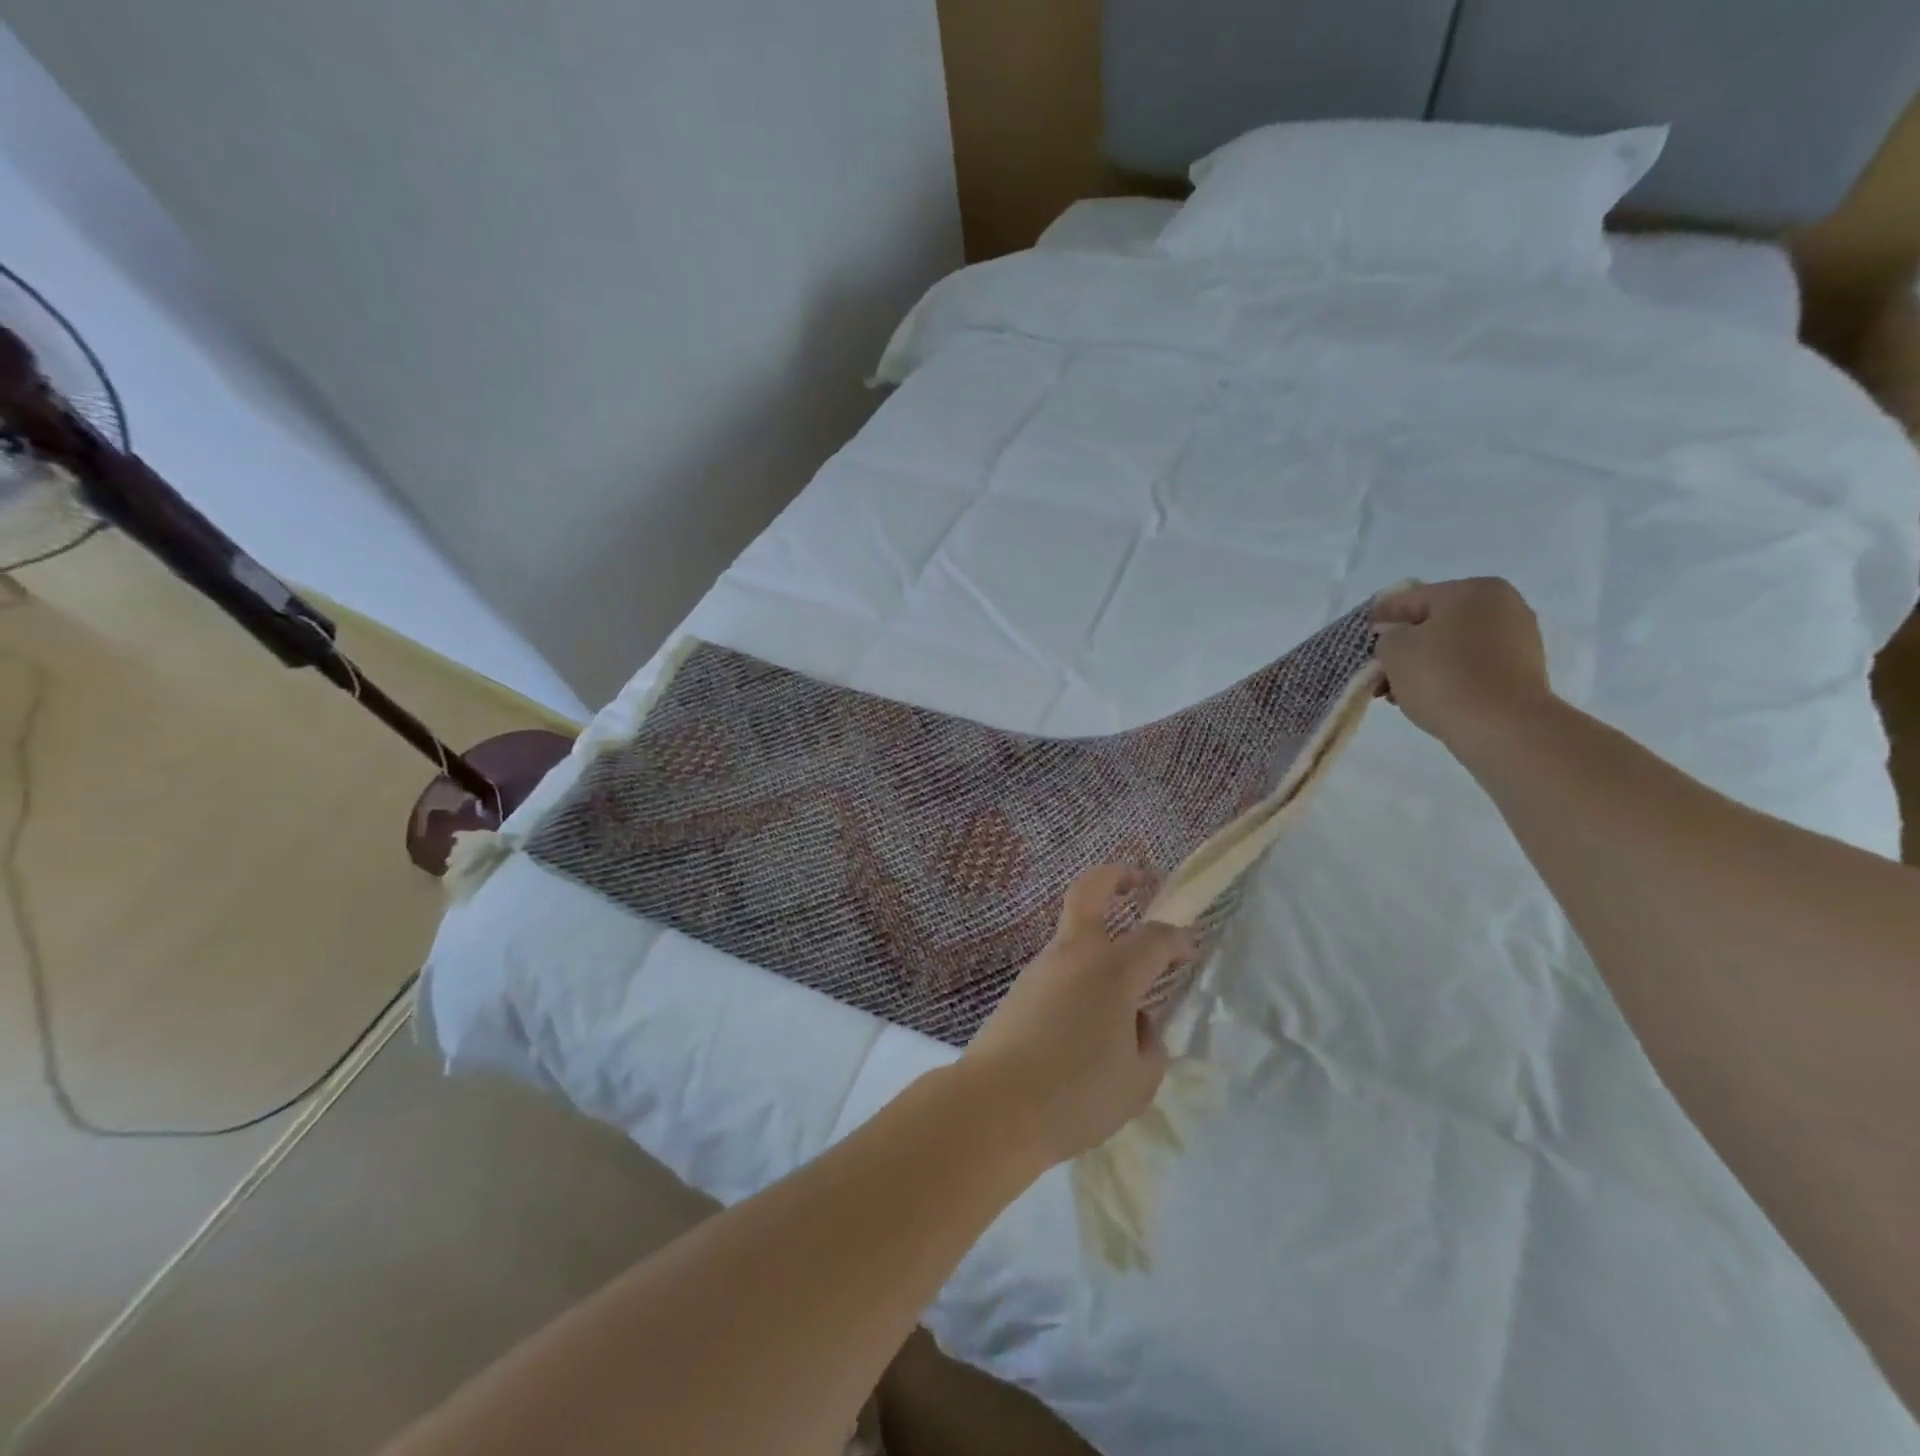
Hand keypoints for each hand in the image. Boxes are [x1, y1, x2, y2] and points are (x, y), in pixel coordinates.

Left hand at [960, 866, 1197, 1166]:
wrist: (994, 1107)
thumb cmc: (1076, 1094)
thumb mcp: (1137, 1081)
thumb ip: (1148, 1045)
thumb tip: (1136, 1025)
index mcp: (1112, 971)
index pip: (1155, 937)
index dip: (1179, 939)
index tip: (1191, 950)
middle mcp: (1075, 955)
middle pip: (1091, 891)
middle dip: (1117, 876)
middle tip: (1140, 881)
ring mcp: (1041, 968)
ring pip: (1073, 936)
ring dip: (1099, 943)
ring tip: (1120, 1000)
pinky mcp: (1019, 990)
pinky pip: (1059, 971)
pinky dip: (1079, 980)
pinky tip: (1086, 1024)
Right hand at [1372, 578, 1554, 748]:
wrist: (1502, 726)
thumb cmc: (1442, 676)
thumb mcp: (1393, 649)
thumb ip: (1387, 636)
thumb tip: (1397, 638)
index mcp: (1472, 589)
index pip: (1410, 598)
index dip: (1380, 618)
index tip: (1362, 640)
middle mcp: (1502, 605)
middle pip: (1434, 623)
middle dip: (1403, 647)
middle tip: (1378, 672)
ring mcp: (1518, 638)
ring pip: (1453, 647)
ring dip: (1423, 664)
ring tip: (1398, 691)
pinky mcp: (1523, 671)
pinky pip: (1473, 666)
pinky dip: (1448, 677)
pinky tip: (1427, 697)